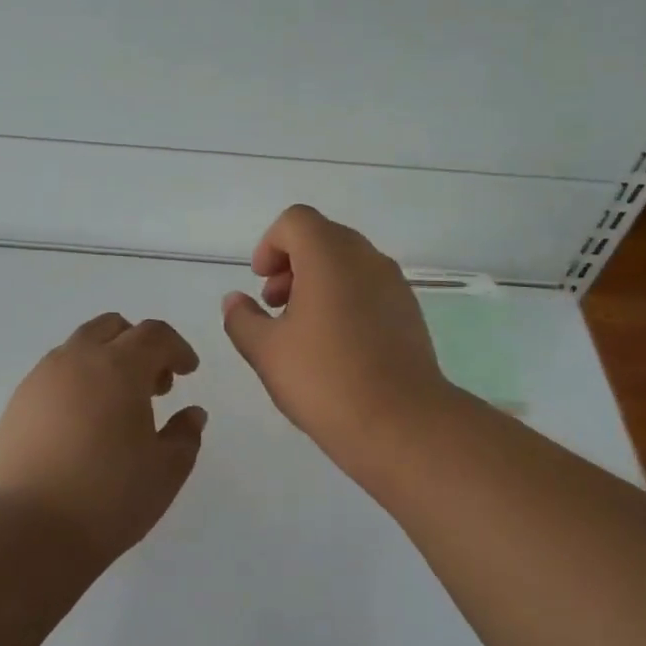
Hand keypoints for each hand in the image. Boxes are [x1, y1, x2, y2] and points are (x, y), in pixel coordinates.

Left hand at [0, 313, 207, 559]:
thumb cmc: (108, 498)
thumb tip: (192, 414)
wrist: (25, 532)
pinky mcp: (17, 404)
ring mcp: (40, 379)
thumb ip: (185, 435)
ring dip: (106, 361)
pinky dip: (78, 382)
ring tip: (118, 408)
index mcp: (119, 367)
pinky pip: (55, 374)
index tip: (188, 372)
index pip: (154, 335)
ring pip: (79, 348)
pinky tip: (83, 425)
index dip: (177, 348)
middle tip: (155, 386)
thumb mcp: (166, 471)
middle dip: (139, 346)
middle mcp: (77, 360)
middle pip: (112, 328)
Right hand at [221, 205, 453, 465]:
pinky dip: (345, 300)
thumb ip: (242, 319)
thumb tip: (234, 300)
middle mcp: (367, 259)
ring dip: (318, 283)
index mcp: (330, 256)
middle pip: (323, 238)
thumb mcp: (266, 351)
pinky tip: (334, 347)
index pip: (296, 220)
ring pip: (348, 264)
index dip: (270, 245)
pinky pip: (369, 288)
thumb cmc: (325, 380)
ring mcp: (394, 285)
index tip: (260, 283)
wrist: (402, 424)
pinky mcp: (410, 313)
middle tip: (275, 306)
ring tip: (301, 330)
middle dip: (291, 264)